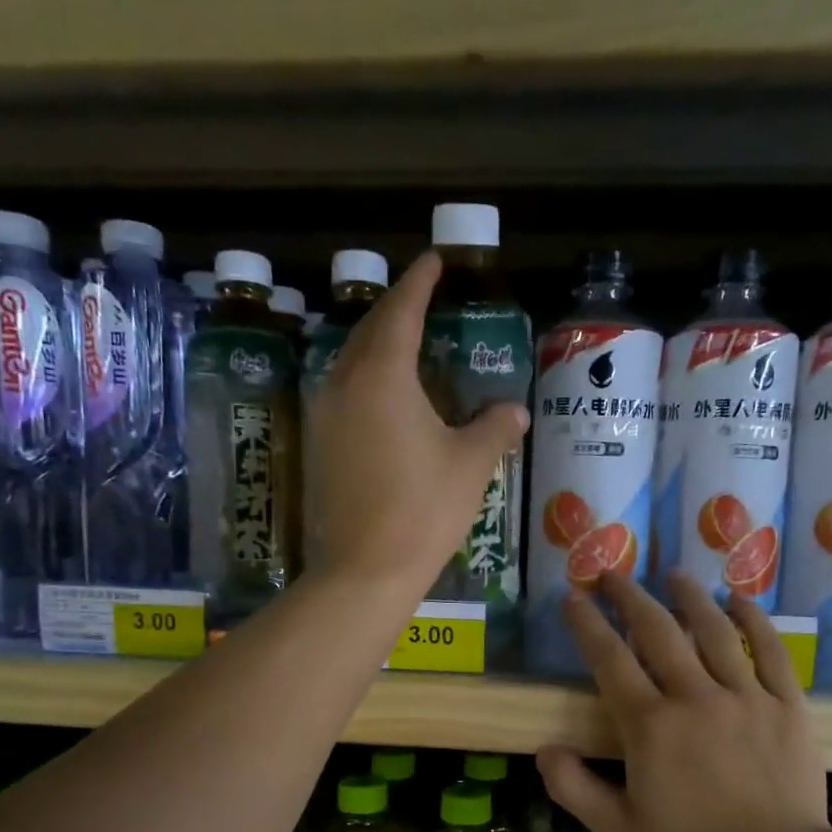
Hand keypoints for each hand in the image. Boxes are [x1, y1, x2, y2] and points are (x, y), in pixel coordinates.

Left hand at [308, 251, 527, 592]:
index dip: (420, 282)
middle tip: (420, 298)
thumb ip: (493, 428)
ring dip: (376, 345)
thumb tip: (513, 411)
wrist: (365, 570)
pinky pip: (341, 396)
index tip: (434, 261)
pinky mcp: (317, 448)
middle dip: (395, 309)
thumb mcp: (470, 465)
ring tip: (403, 344)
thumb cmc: (423, 509)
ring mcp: (324, 417)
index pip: (402, 311)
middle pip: (368, 331)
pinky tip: (383, 399)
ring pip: (349, 363)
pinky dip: (364, 382)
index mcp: (383, 375)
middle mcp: (344, 385)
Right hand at [536, 570, 829, 831]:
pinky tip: (739, 600)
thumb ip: (574, 789)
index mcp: (651, 725)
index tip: (573, 597)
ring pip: (715, 631)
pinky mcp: (786, 704)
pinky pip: (770, 650)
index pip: (610, 660)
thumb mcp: (619, 829)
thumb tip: (544, 749)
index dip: (587, 624)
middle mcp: (695, 697)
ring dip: (689, 597)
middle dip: (630, 597)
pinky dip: (754, 621)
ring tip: (673, 574)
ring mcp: (745, 696)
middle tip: (612, 573)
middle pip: (658, 631)